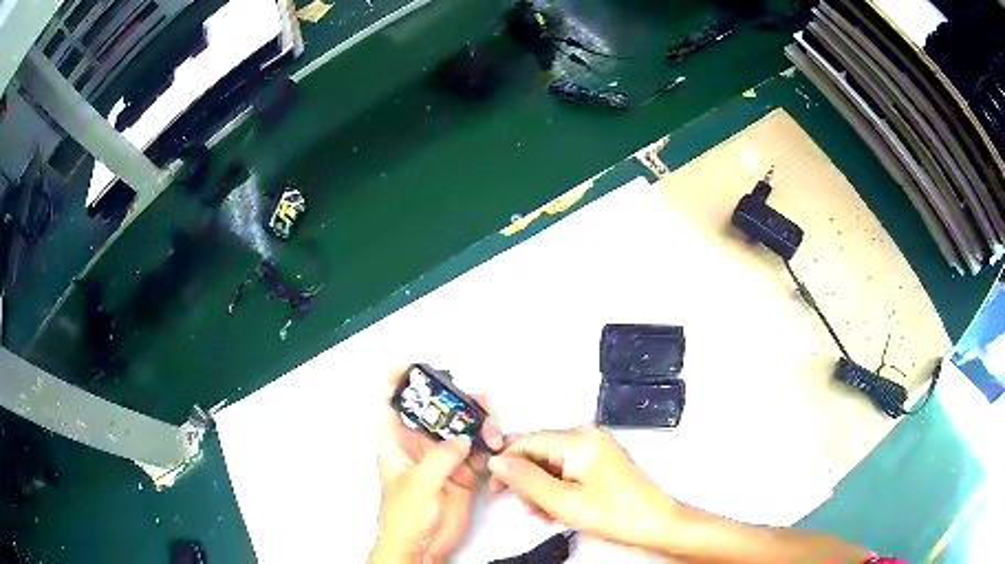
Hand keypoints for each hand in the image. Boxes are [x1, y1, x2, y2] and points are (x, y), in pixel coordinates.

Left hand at [371, 368, 503, 562]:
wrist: (423, 548)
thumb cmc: (403, 520)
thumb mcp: (418, 486)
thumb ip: (439, 459)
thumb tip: (462, 439)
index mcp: (397, 443)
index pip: (391, 403)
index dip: (398, 381)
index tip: (413, 364)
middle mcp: (420, 446)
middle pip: (437, 410)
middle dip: (456, 400)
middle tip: (474, 401)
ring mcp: (443, 458)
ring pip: (462, 427)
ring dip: (479, 422)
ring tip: (491, 429)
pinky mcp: (463, 472)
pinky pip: (479, 450)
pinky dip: (490, 445)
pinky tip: (497, 446)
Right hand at [487, 427, 678, 551]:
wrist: (656, 524)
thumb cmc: (620, 515)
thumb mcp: (563, 502)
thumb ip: (526, 480)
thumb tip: (498, 462)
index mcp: (580, 440)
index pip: (527, 442)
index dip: (506, 465)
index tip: (496, 488)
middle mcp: (588, 436)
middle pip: (538, 452)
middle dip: (528, 481)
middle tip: (532, 508)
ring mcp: (595, 447)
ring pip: (550, 463)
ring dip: (541, 488)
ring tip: (550, 513)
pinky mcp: (599, 460)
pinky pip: (565, 469)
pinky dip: (557, 488)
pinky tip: (560, 507)